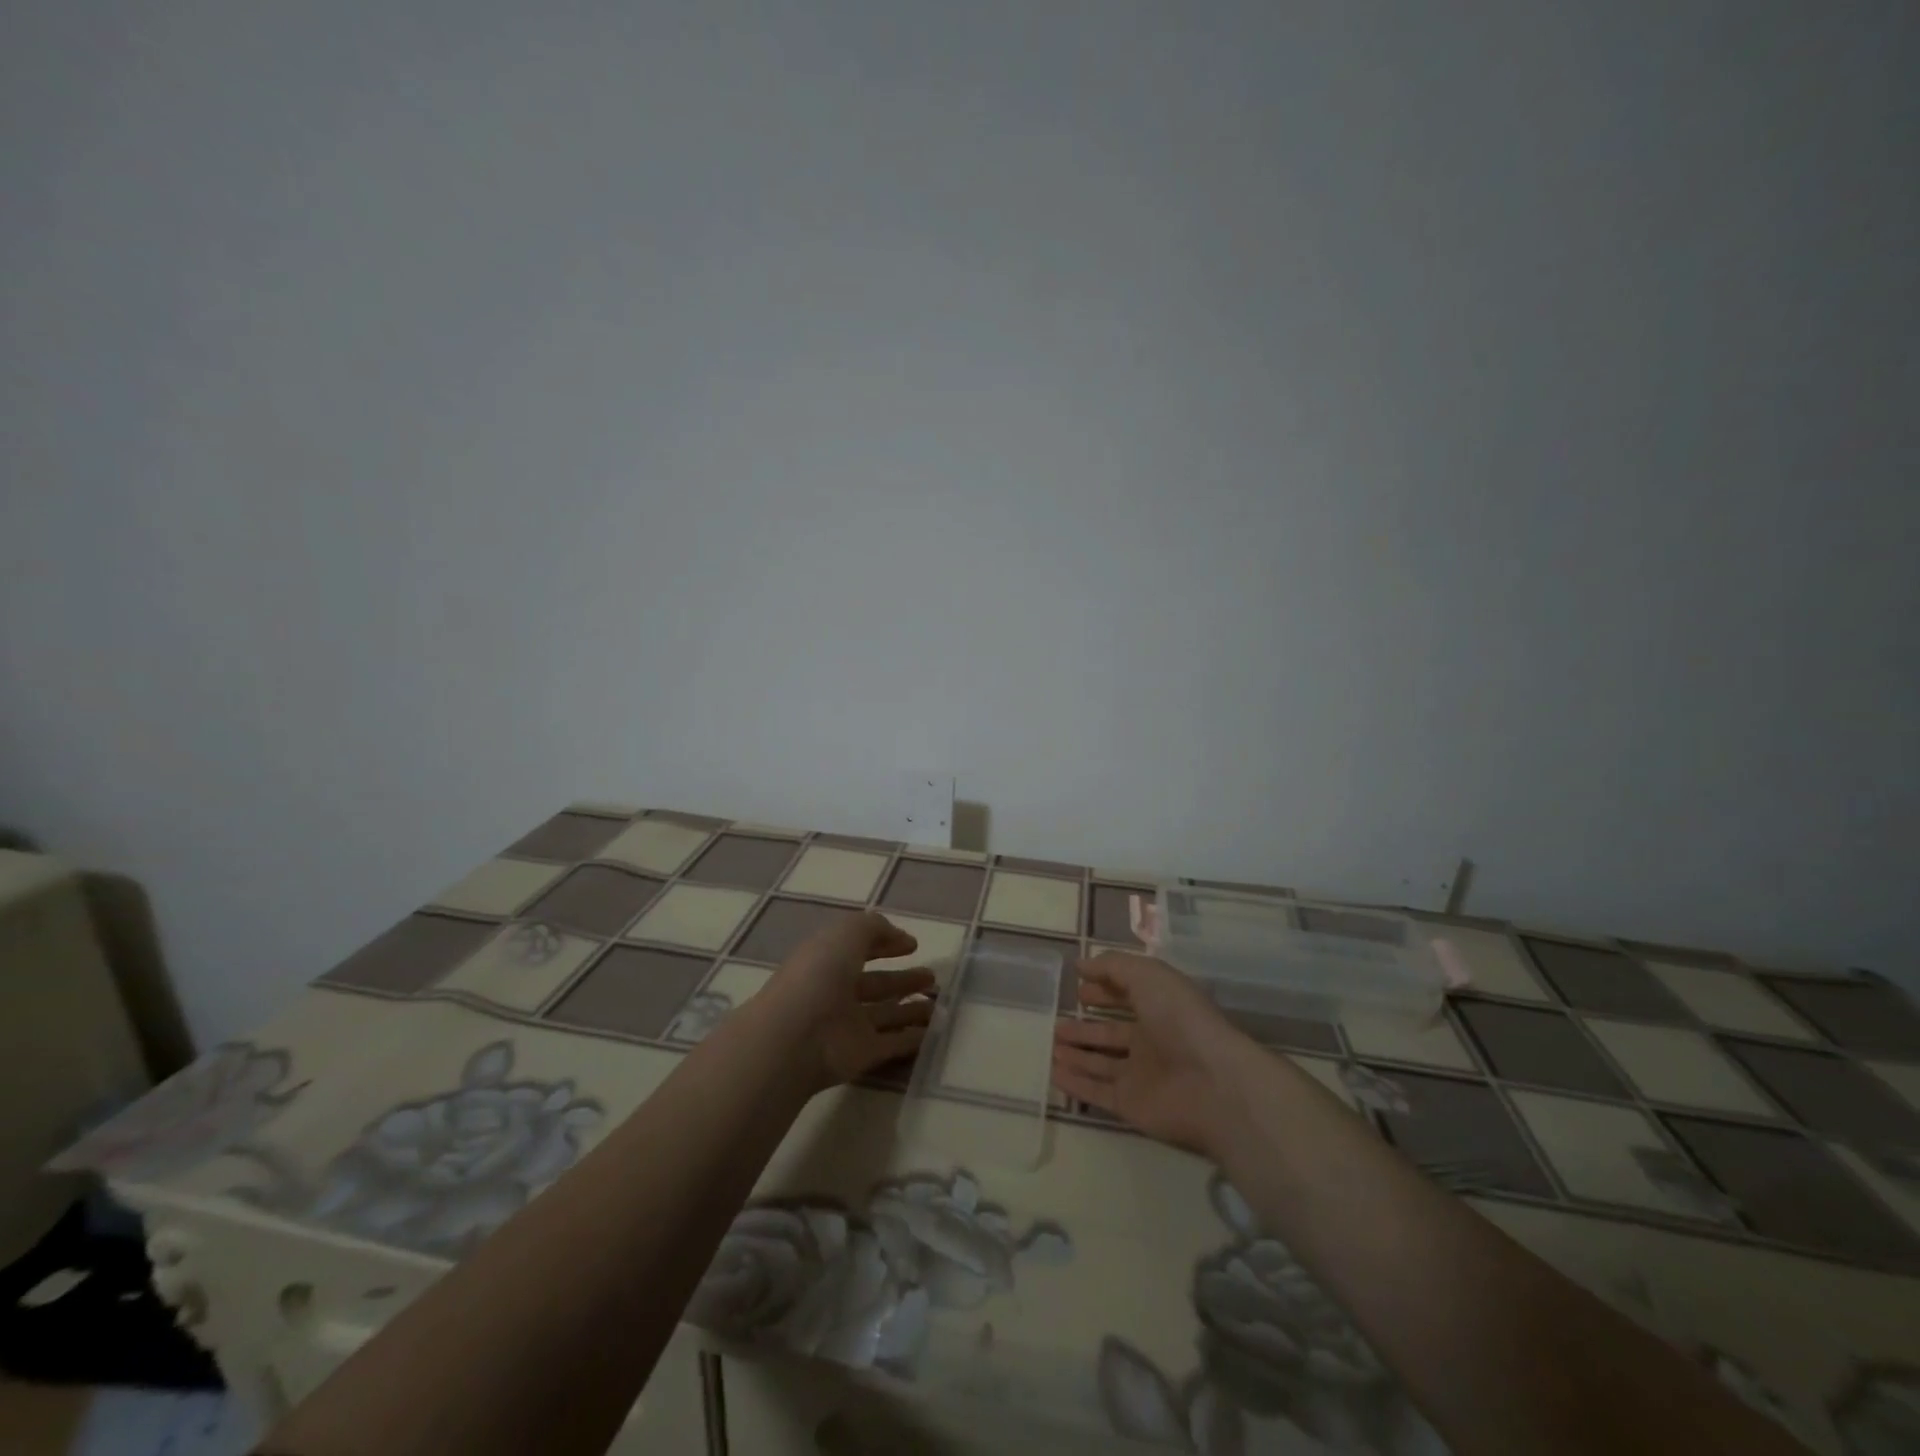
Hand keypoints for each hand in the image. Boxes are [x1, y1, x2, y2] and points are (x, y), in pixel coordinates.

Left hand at [765, 911, 936, 1091]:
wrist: (796, 1038)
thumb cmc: (818, 976)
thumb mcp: (846, 934)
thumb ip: (873, 928)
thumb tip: (899, 936)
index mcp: (827, 961)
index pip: (858, 949)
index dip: (884, 944)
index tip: (913, 945)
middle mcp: (836, 992)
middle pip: (876, 985)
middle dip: (903, 980)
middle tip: (932, 977)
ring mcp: (848, 1025)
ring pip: (886, 1015)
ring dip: (911, 1009)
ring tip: (940, 1003)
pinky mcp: (861, 1055)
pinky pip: (892, 1044)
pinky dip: (912, 1039)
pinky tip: (934, 1032)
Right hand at [1052, 951, 1254, 1155]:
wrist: (1212, 1084)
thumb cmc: (1181, 1019)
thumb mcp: (1147, 975)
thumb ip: (1112, 966)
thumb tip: (1081, 965)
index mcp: (1160, 1007)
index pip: (1127, 996)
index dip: (1104, 990)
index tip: (1079, 989)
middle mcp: (1151, 1040)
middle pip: (1112, 1032)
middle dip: (1086, 1027)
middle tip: (1057, 1023)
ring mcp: (1141, 1075)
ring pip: (1101, 1063)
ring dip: (1077, 1054)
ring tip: (1050, 1046)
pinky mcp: (1131, 1105)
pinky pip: (1097, 1092)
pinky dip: (1076, 1083)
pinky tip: (1052, 1073)